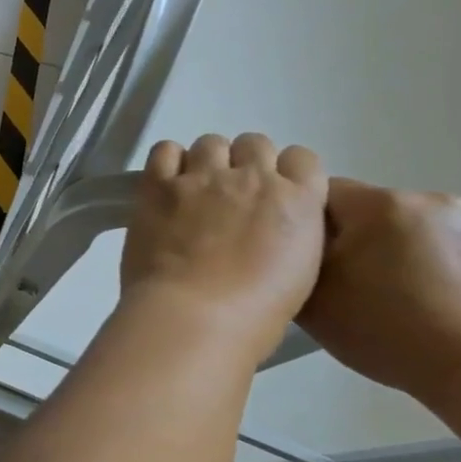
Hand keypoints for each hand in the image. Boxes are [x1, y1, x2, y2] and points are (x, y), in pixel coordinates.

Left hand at [120, 133, 327, 361]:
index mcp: (297, 201)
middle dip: (244, 164)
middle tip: (229, 198)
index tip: (271, 196)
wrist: (193, 318)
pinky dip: (168, 162)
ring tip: (195, 193)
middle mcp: (253, 178)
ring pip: (210, 143)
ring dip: (206, 162)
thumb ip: (288, 235)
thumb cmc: (254, 316)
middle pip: (254, 144)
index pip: (302, 159)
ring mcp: (203, 177)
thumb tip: (270, 228)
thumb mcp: (298, 273)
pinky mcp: (158, 185)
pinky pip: (164, 150)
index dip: (285, 173)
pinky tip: (166, 186)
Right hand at [299, 179, 460, 407]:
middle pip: (383, 211)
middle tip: (373, 288)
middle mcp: (432, 198)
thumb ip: (298, 259)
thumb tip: (299, 241)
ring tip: (424, 299)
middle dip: (374, 240)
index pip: (328, 194)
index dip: (319, 225)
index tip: (324, 261)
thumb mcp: (313, 301)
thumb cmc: (387, 333)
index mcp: (378, 206)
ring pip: (432, 227)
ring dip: (421, 250)